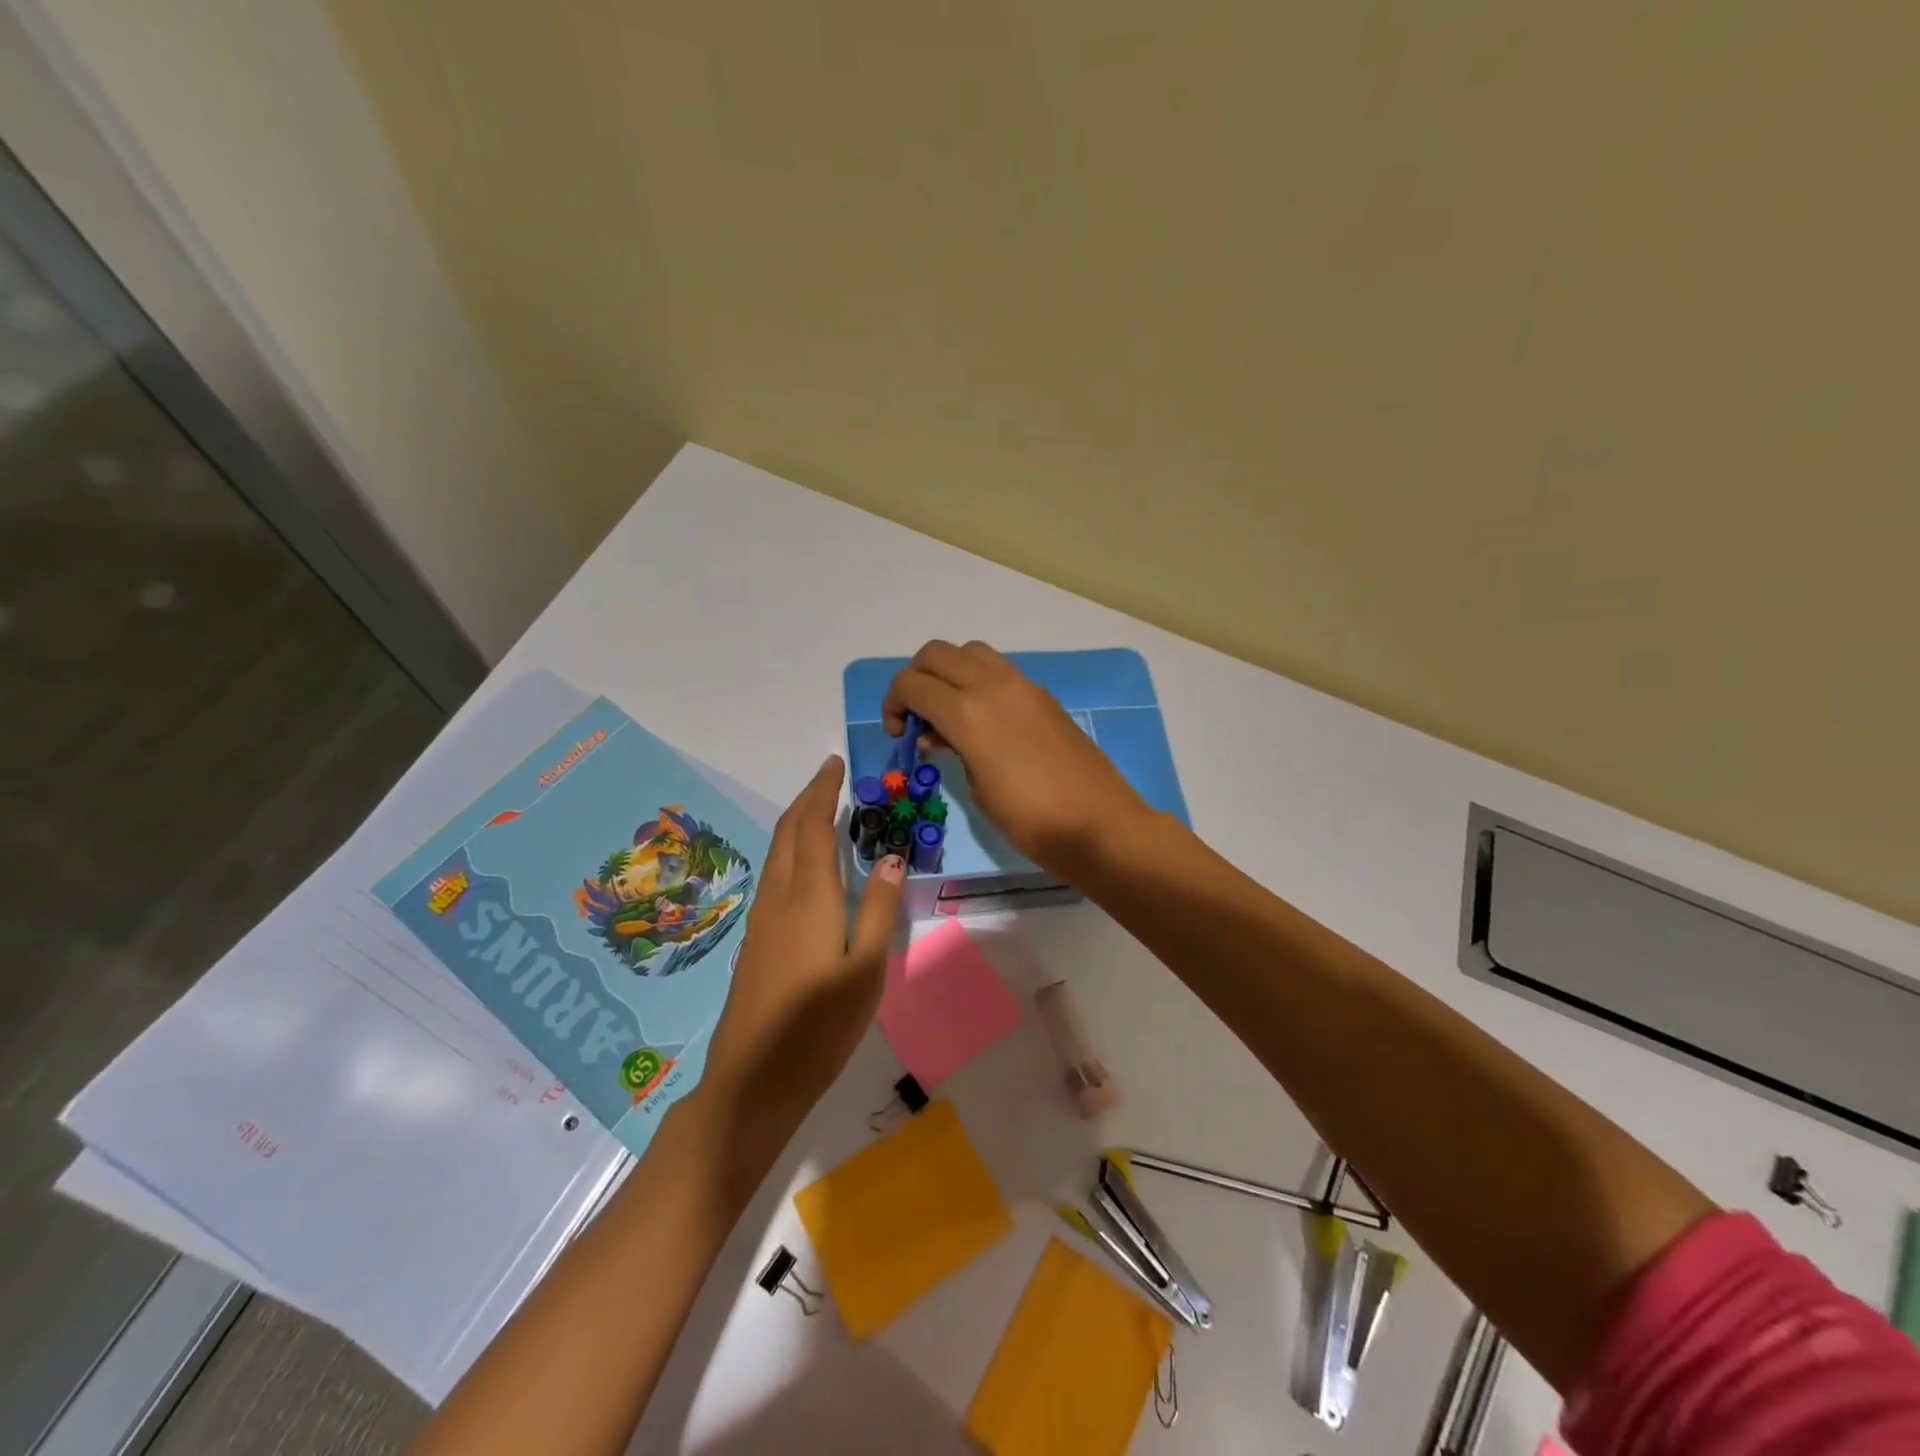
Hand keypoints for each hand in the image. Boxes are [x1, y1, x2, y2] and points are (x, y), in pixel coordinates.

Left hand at [701, 756, 904, 1125]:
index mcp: (809, 896)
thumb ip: (880, 908)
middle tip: (829, 778)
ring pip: (776, 853)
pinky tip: (805, 867)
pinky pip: (774, 876)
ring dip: (796, 823)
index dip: (822, 791)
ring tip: (821, 811)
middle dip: (806, 799)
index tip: (834, 764)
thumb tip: (893, 856)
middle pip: (787, 832)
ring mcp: (762, 919)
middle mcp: (780, 897)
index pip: (812, 826)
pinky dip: (790, 851)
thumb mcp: (867, 968)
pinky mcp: (756, 941)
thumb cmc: (820, 1025)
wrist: (753, 1080)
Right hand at [882, 640, 1152, 879]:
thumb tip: (942, 733)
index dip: (893, 704)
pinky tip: (983, 720)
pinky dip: (977, 682)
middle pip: (936, 654)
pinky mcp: (1042, 695)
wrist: (1098, 823)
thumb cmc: (1030, 819)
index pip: (911, 683)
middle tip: (917, 717)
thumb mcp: (977, 789)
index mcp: (967, 712)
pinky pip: (998, 670)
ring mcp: (1022, 685)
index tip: (899, 734)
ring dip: (948, 673)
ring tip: (950, 714)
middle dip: (915, 679)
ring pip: (969, 652)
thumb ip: (953, 749)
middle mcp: (991, 685)